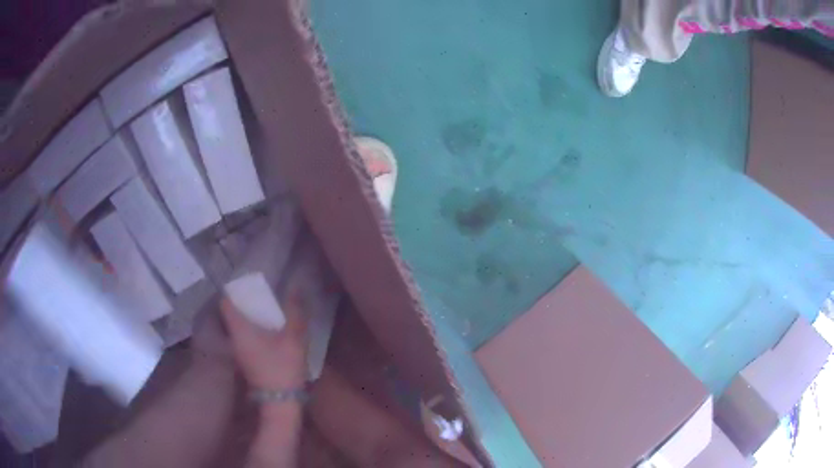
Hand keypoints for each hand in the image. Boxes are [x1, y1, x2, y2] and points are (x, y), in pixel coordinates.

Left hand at [220, 285, 307, 390]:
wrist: (280, 402)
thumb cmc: (283, 368)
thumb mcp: (293, 338)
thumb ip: (294, 312)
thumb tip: (296, 287)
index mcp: (239, 329)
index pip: (226, 302)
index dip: (234, 289)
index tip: (247, 282)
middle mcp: (233, 338)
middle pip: (230, 313)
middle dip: (242, 301)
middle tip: (259, 292)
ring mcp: (237, 351)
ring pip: (235, 325)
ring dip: (246, 315)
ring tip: (264, 308)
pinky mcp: (243, 360)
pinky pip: (240, 336)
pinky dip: (249, 328)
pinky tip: (265, 330)